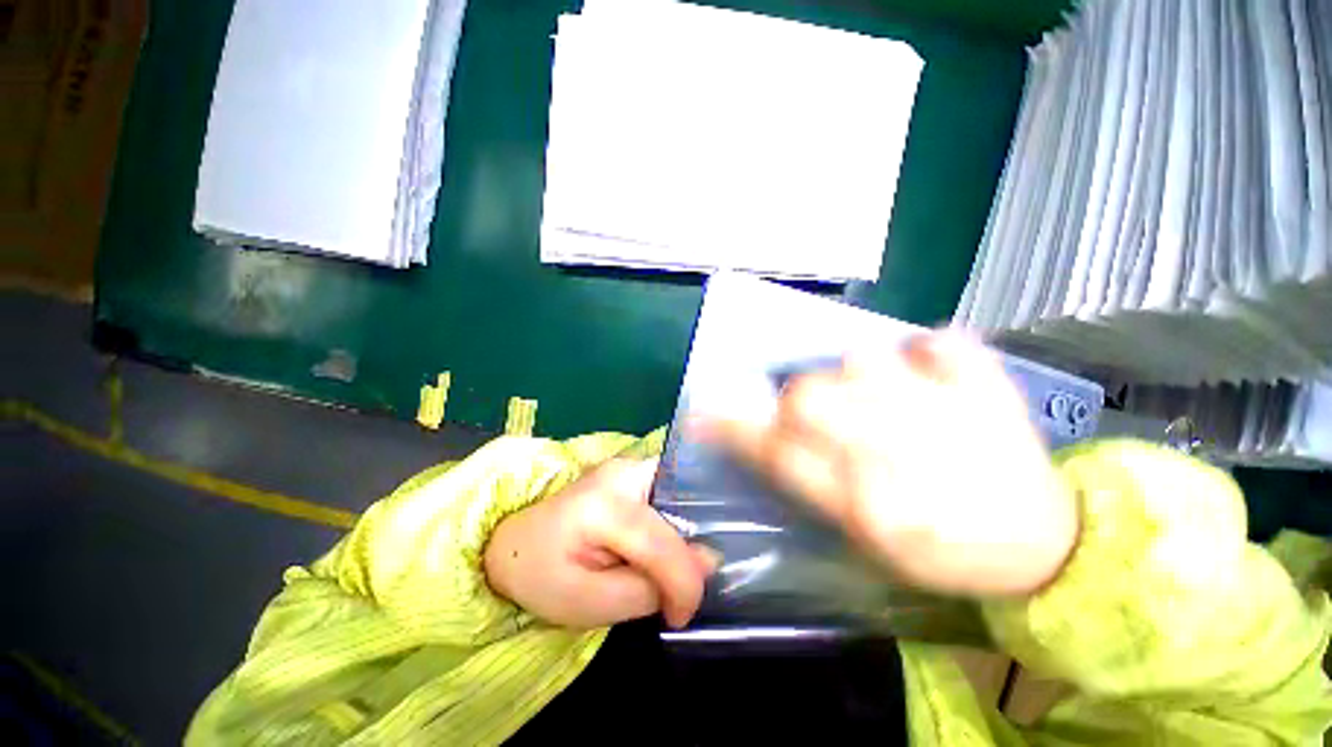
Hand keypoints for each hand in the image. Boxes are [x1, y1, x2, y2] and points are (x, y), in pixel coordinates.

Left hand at [484, 458, 718, 628]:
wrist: (513, 539)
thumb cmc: (542, 575)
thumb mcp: (590, 604)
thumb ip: (649, 588)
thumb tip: (707, 563)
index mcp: (603, 506)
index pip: (663, 543)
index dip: (685, 584)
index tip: (682, 616)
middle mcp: (624, 472)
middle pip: (683, 503)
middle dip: (693, 545)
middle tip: (685, 584)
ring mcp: (629, 465)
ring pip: (681, 493)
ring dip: (687, 531)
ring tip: (679, 566)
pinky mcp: (633, 470)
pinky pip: (671, 491)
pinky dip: (677, 519)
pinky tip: (670, 543)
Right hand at [702, 330, 1077, 596]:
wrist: (1048, 550)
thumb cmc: (943, 553)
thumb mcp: (866, 539)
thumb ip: (811, 485)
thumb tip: (765, 440)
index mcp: (868, 506)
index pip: (778, 454)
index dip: (733, 428)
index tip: (702, 412)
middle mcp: (900, 455)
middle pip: (811, 395)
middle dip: (796, 397)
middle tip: (813, 408)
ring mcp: (949, 414)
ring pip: (865, 359)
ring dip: (855, 372)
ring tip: (877, 394)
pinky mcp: (991, 392)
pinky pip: (944, 344)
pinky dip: (930, 347)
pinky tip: (932, 365)